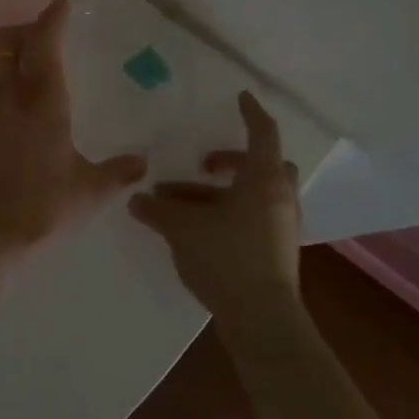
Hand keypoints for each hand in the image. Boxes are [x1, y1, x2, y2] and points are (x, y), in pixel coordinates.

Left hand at [0, 0, 147, 263]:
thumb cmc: (42, 210)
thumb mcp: (89, 192)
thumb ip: (118, 172)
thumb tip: (142, 164)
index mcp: (43, 101)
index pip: (44, 43)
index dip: (52, 19)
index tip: (61, 5)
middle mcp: (7, 95)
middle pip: (6, 41)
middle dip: (25, 28)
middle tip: (43, 33)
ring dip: (6, 52)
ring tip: (24, 63)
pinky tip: (4, 100)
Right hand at [127, 92, 303, 326]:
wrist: (262, 321)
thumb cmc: (227, 259)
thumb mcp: (183, 228)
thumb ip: (158, 211)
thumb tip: (136, 199)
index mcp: (264, 180)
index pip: (263, 133)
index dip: (251, 112)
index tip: (240, 96)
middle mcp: (279, 198)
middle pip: (264, 165)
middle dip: (232, 160)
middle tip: (204, 164)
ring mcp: (281, 227)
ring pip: (255, 195)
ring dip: (220, 193)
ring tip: (178, 203)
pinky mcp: (276, 251)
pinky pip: (253, 218)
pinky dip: (229, 214)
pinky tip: (197, 229)